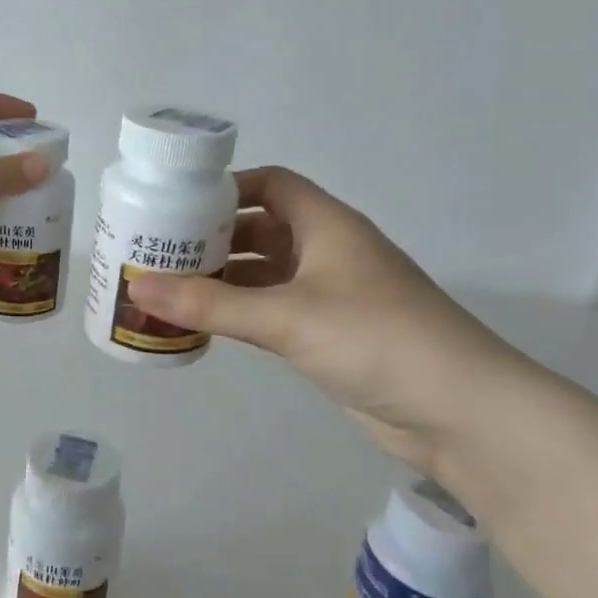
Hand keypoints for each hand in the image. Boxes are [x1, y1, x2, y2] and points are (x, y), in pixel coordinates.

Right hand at [125, 167, 521, 473]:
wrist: (460, 412)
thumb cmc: (377, 340)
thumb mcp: (287, 316)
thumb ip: (210, 304)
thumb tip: (137, 288)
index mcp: (327, 225)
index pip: (271, 185)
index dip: (225, 188)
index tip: (175, 204)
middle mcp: (328, 251)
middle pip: (261, 228)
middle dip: (212, 237)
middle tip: (156, 250)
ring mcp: (330, 294)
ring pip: (265, 272)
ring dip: (222, 278)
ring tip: (166, 286)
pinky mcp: (329, 333)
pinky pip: (272, 309)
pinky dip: (239, 311)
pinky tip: (203, 322)